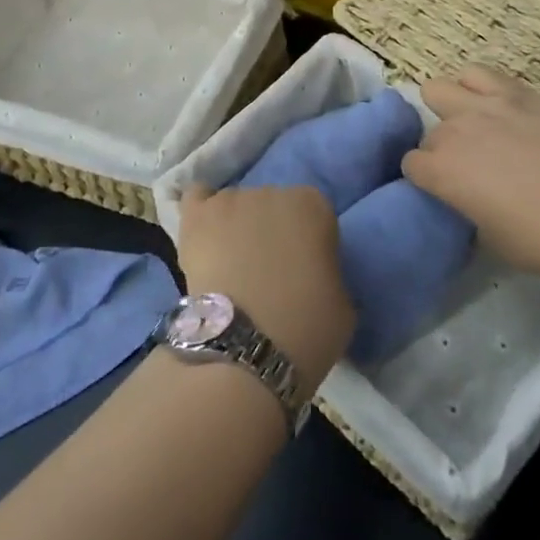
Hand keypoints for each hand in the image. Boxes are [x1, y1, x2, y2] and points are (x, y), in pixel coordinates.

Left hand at [177, 186, 352, 390]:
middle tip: (266, 271)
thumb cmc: (306, 328)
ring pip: (235, 205)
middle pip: (272, 205)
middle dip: (270, 231)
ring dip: (235, 226)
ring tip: (229, 265)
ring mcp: (230, 200)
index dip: (309, 243)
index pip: (314, 214)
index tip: (304, 271)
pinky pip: (197, 198)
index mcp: (314, 206)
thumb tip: (314, 273)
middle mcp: (273, 191)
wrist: (245, 348)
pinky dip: (201, 214)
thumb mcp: (343, 304)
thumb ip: (329, 271)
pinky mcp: (196, 216)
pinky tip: (204, 237)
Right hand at [401, 66, 539, 284]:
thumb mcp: (495, 244)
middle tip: (466, 172)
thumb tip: (467, 210)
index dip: (425, 181)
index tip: (444, 195)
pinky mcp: (520, 93)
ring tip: (471, 130)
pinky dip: (475, 87)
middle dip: (439, 152)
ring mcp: (487, 105)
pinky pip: (479, 74)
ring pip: (440, 89)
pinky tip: (493, 108)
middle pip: (428, 134)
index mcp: (443, 171)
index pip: (410, 166)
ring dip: (447, 110)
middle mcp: (456, 131)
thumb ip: (468, 218)